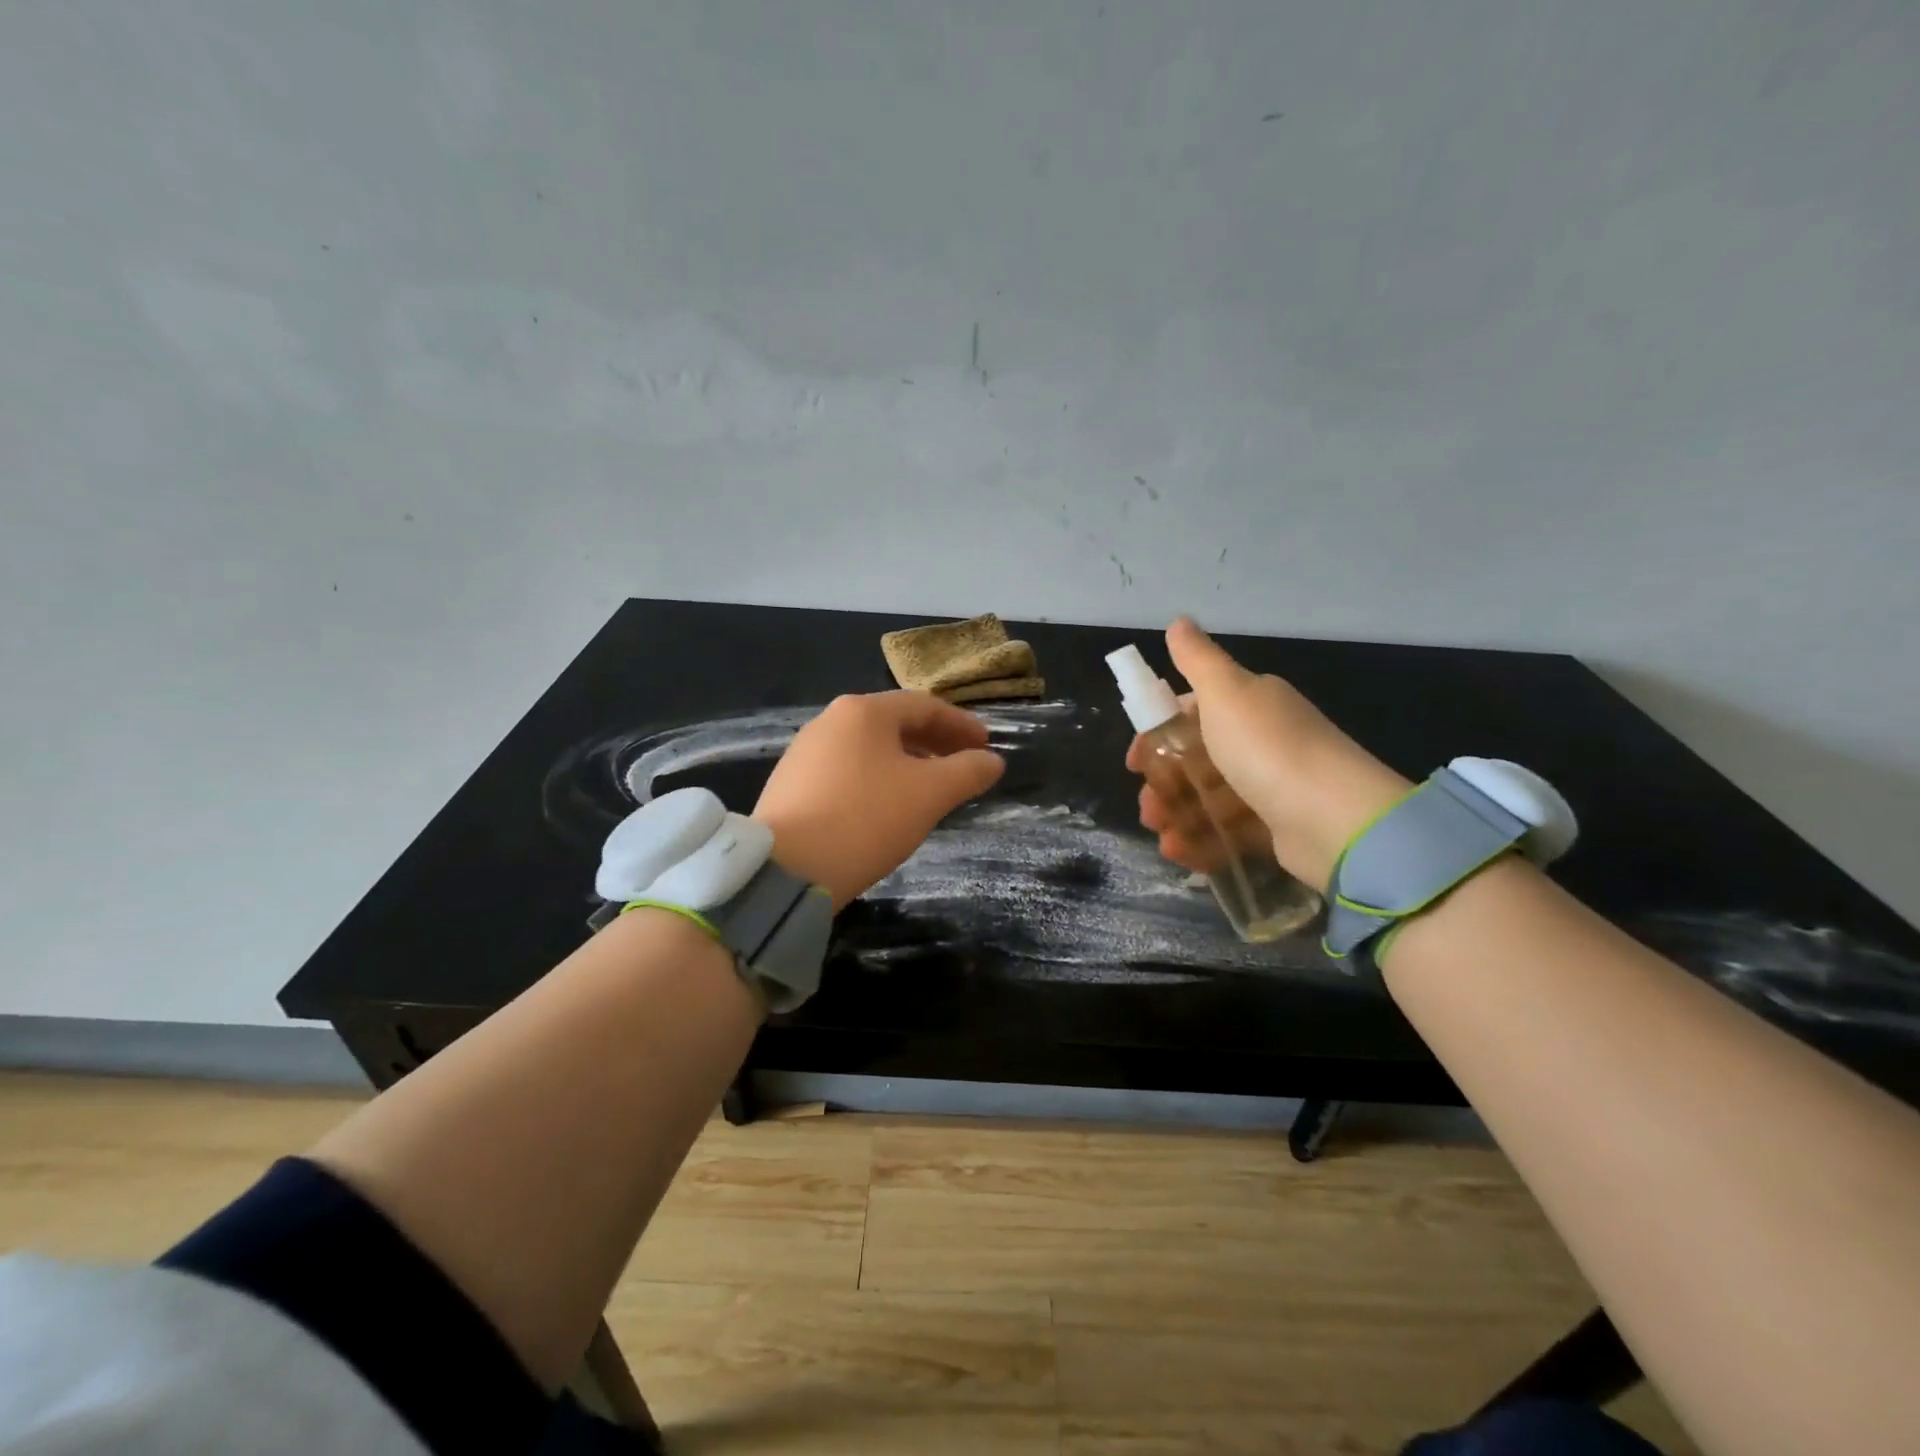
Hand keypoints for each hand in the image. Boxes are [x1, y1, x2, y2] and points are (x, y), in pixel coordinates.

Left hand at [753, 692, 1005, 909]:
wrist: (785, 869)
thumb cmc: (865, 819)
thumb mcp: (929, 795)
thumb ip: (967, 772)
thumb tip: (992, 761)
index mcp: (863, 712)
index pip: (924, 706)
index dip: (961, 725)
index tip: (986, 746)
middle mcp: (830, 721)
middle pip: (894, 723)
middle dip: (934, 742)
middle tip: (963, 765)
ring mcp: (805, 751)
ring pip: (869, 748)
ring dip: (906, 761)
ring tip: (929, 788)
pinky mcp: (791, 783)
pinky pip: (847, 769)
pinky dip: (877, 778)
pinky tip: (886, 806)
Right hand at [1128, 618, 1411, 888]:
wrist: (1337, 819)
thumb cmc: (1269, 749)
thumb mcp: (1226, 693)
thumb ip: (1198, 659)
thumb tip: (1178, 620)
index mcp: (1249, 706)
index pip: (1190, 714)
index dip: (1157, 736)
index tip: (1135, 762)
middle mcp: (1260, 742)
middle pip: (1195, 761)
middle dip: (1164, 784)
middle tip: (1147, 808)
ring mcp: (1269, 787)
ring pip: (1208, 799)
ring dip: (1177, 817)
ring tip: (1162, 836)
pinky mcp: (1275, 829)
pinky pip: (1228, 833)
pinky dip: (1202, 842)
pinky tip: (1180, 851)